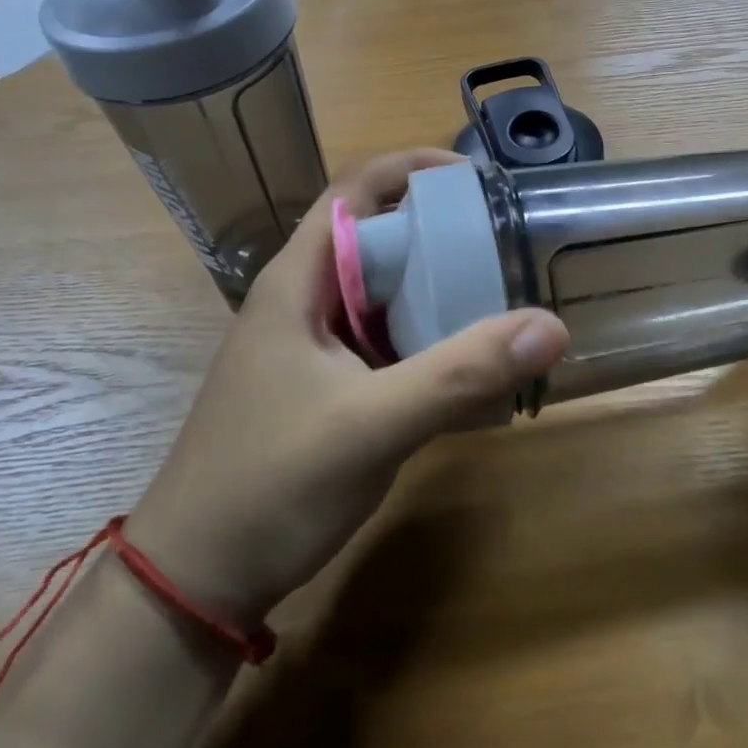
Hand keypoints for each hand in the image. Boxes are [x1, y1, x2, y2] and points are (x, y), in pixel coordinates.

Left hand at [127, 151, 567, 626]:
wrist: (196, 578)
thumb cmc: (270, 485)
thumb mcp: (371, 425)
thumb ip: (460, 374)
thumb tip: (550, 325)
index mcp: (297, 282)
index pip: (355, 191)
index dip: (413, 169)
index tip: (478, 181)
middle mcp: (303, 302)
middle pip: (377, 239)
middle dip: (439, 232)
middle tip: (507, 244)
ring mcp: (311, 349)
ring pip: (382, 296)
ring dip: (435, 289)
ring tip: (501, 294)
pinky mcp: (323, 389)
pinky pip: (383, 344)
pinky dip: (425, 340)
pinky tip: (466, 364)